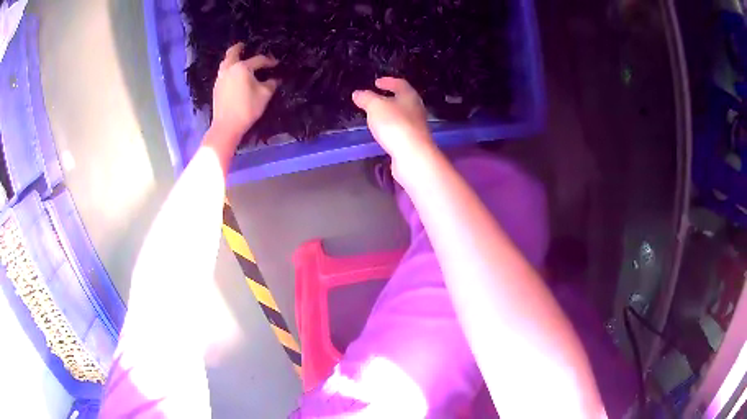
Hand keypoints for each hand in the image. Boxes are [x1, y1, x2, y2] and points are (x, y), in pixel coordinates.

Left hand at [211, 43, 277, 142]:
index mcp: (242, 68)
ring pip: (225, 62)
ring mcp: (220, 78)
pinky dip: (228, 68)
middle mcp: (229, 69)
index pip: (258, 60)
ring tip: (238, 59)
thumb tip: (274, 79)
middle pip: (232, 53)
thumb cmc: (247, 108)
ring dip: (231, 58)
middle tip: (244, 45)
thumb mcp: (264, 95)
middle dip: (239, 48)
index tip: (276, 64)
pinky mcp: (216, 88)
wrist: (226, 126)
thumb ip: (271, 84)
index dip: (269, 61)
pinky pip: (223, 72)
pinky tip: (233, 74)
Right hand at [352, 77, 434, 163]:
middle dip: (389, 98)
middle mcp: (416, 110)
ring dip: (390, 113)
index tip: (377, 82)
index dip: (388, 81)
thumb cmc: (395, 125)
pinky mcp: (413, 142)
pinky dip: (391, 127)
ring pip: (402, 115)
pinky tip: (383, 132)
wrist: (413, 156)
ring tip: (376, 115)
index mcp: (409, 96)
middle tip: (376, 98)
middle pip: (403, 100)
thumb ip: (366, 98)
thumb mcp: (375, 107)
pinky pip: (400, 130)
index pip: (400, 84)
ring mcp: (416, 127)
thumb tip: (358, 93)